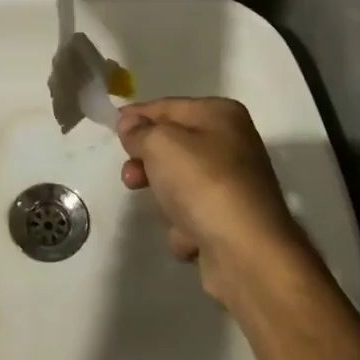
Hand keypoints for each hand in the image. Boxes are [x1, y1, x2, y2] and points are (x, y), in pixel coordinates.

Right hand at [117, 97, 310, 306]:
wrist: (246, 252)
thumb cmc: (202, 184)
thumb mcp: (160, 144)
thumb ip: (139, 131)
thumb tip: (130, 125)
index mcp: (221, 115)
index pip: (167, 106)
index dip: (137, 116)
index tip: (112, 130)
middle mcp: (232, 144)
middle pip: (173, 146)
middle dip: (147, 162)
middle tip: (131, 177)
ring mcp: (233, 184)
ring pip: (179, 183)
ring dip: (164, 198)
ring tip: (166, 212)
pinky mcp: (230, 220)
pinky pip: (192, 215)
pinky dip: (184, 226)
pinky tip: (190, 234)